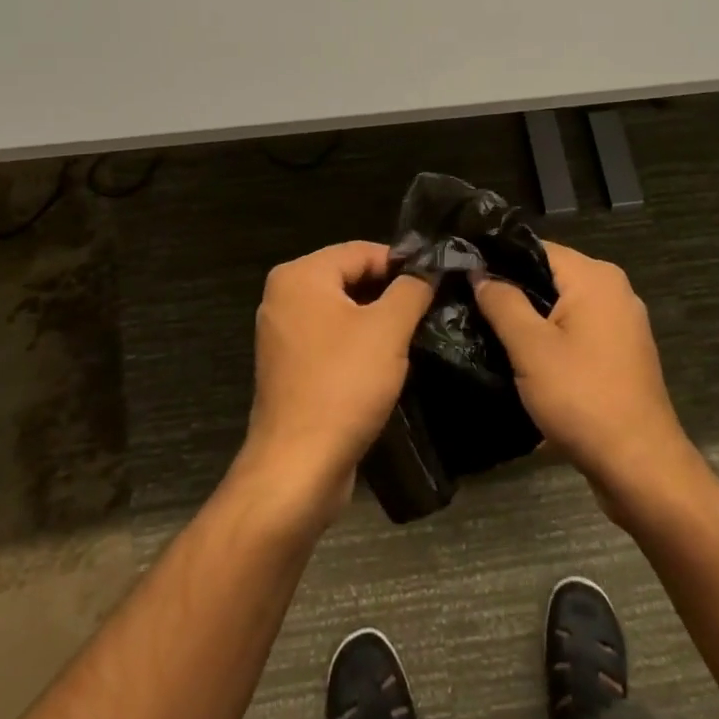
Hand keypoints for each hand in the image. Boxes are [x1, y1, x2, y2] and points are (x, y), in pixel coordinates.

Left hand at [239, 241, 434, 526]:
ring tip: (414, 333)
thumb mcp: (389, 330)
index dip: (402, 263)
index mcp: (300, 276)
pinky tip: (386, 361)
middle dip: (390, 291)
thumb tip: (429, 267)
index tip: (436, 281)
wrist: (297, 468)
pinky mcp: (288, 367)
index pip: (361, 250)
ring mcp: (282, 333)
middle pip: (349, 277)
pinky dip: (357, 343)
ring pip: (342, 310)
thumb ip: (412, 289)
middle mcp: (283, 296)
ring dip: (377, 319)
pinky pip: (330, 339)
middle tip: (429, 307)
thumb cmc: (343, 385)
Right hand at [474, 242, 703, 521]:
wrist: (641, 467)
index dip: (499, 260)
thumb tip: (479, 271)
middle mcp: (614, 289)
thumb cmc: (582, 398)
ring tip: (491, 333)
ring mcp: (623, 322)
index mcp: (595, 276)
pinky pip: (579, 330)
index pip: (536, 248)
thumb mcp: (530, 348)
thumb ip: (502, 302)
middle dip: (514, 291)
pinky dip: (554, 338)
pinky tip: (526, 359)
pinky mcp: (623, 352)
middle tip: (472, 308)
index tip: (465, 276)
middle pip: (550, 275)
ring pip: (563, 305)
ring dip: (532, 318)